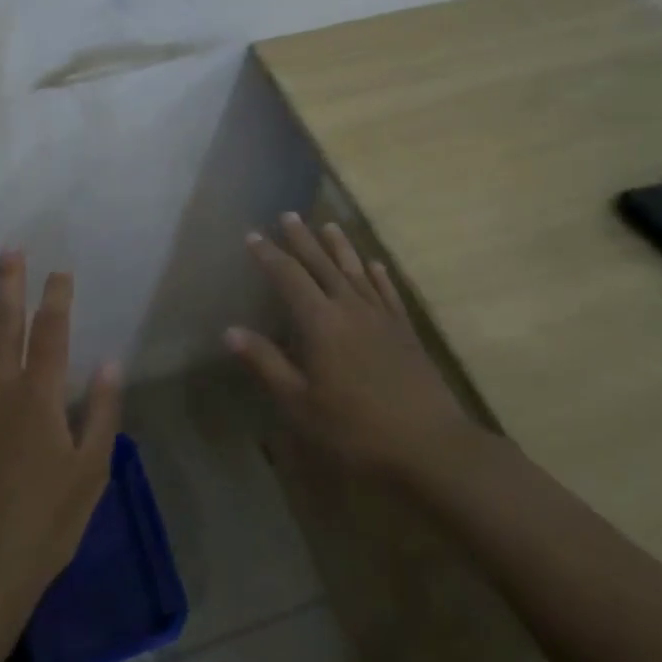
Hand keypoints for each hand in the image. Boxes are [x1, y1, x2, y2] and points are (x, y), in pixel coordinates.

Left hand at [0, 249, 122, 634]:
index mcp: (40, 397)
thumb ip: (102, 412)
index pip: (53, 333)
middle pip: (6, 325)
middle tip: (10, 248)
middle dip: (10, 284)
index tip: (59, 270)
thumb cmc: (45, 525)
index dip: (57, 297)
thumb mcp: (91, 471)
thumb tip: (112, 361)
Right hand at [227, 213, 480, 479]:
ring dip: (340, 247)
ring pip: (356, 271)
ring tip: (329, 225)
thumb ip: (266, 363)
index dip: (269, 255)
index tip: (253, 235)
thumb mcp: (299, 404)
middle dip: (302, 240)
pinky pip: (388, 292)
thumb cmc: (355, 430)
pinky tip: (375, 265)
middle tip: (288, 215)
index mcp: (320, 323)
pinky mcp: (406, 331)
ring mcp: (382, 317)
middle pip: (322, 264)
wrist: (430, 446)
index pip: (288, 277)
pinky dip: (379, 275)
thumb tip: (231, 331)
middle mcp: (350, 308)